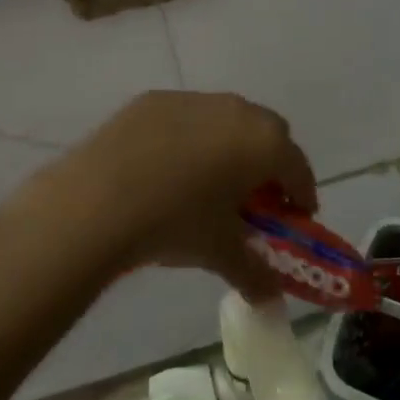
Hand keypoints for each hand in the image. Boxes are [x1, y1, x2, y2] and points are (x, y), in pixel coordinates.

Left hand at [56, 91, 317, 300]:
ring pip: (225, 121)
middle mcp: (236, 110)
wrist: (98, 200)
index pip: (298, 168)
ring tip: (209, 182)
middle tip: (255, 198)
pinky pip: (186, 119)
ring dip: (229, 147)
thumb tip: (271, 300)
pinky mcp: (153, 100)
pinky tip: (167, 169)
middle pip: (267, 135)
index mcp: (264, 143)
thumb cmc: (176, 223)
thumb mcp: (221, 253)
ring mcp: (192, 100)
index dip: (301, 194)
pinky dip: (189, 139)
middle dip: (269, 164)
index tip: (295, 215)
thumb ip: (255, 274)